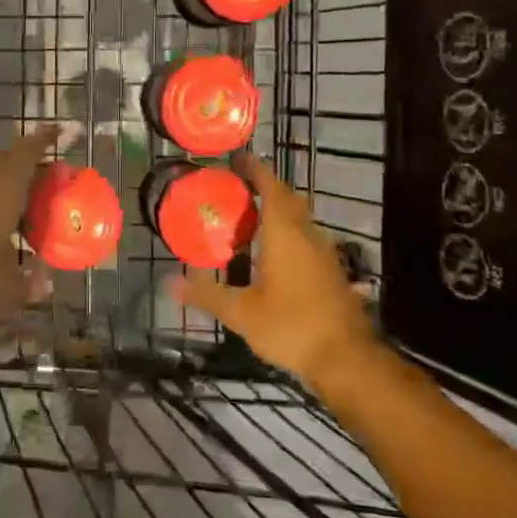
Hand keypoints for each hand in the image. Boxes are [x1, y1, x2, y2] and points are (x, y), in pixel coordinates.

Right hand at [171, 154, 373, 387]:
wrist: (346, 359)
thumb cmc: (291, 327)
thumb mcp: (241, 313)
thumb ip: (206, 295)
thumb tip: (169, 283)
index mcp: (285, 235)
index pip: (271, 188)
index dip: (256, 170)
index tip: (239, 158)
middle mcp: (307, 236)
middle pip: (288, 199)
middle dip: (266, 186)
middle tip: (239, 185)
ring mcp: (324, 254)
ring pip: (300, 219)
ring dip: (278, 210)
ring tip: (250, 215)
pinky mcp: (331, 272)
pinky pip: (306, 238)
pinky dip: (288, 232)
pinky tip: (273, 252)